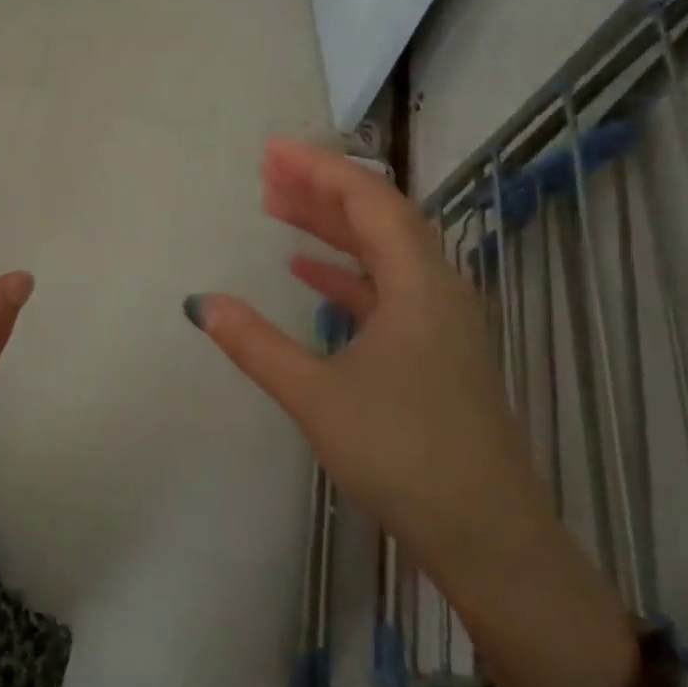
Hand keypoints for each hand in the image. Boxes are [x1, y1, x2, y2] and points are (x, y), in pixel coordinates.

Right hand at [185, 137, 635, 686]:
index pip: (369, 200)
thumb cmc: (402, 454)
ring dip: (331, 226)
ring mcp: (440, 317)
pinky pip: (387, 285)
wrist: (487, 536)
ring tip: (277, 207)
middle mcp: (437, 286)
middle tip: (267, 171)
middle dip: (321, 188)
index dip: (319, 168)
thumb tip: (200, 303)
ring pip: (382, 250)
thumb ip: (255, 344)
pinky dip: (346, 270)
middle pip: (378, 215)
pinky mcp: (435, 346)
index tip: (273, 150)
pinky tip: (306, 272)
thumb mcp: (317, 396)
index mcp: (418, 283)